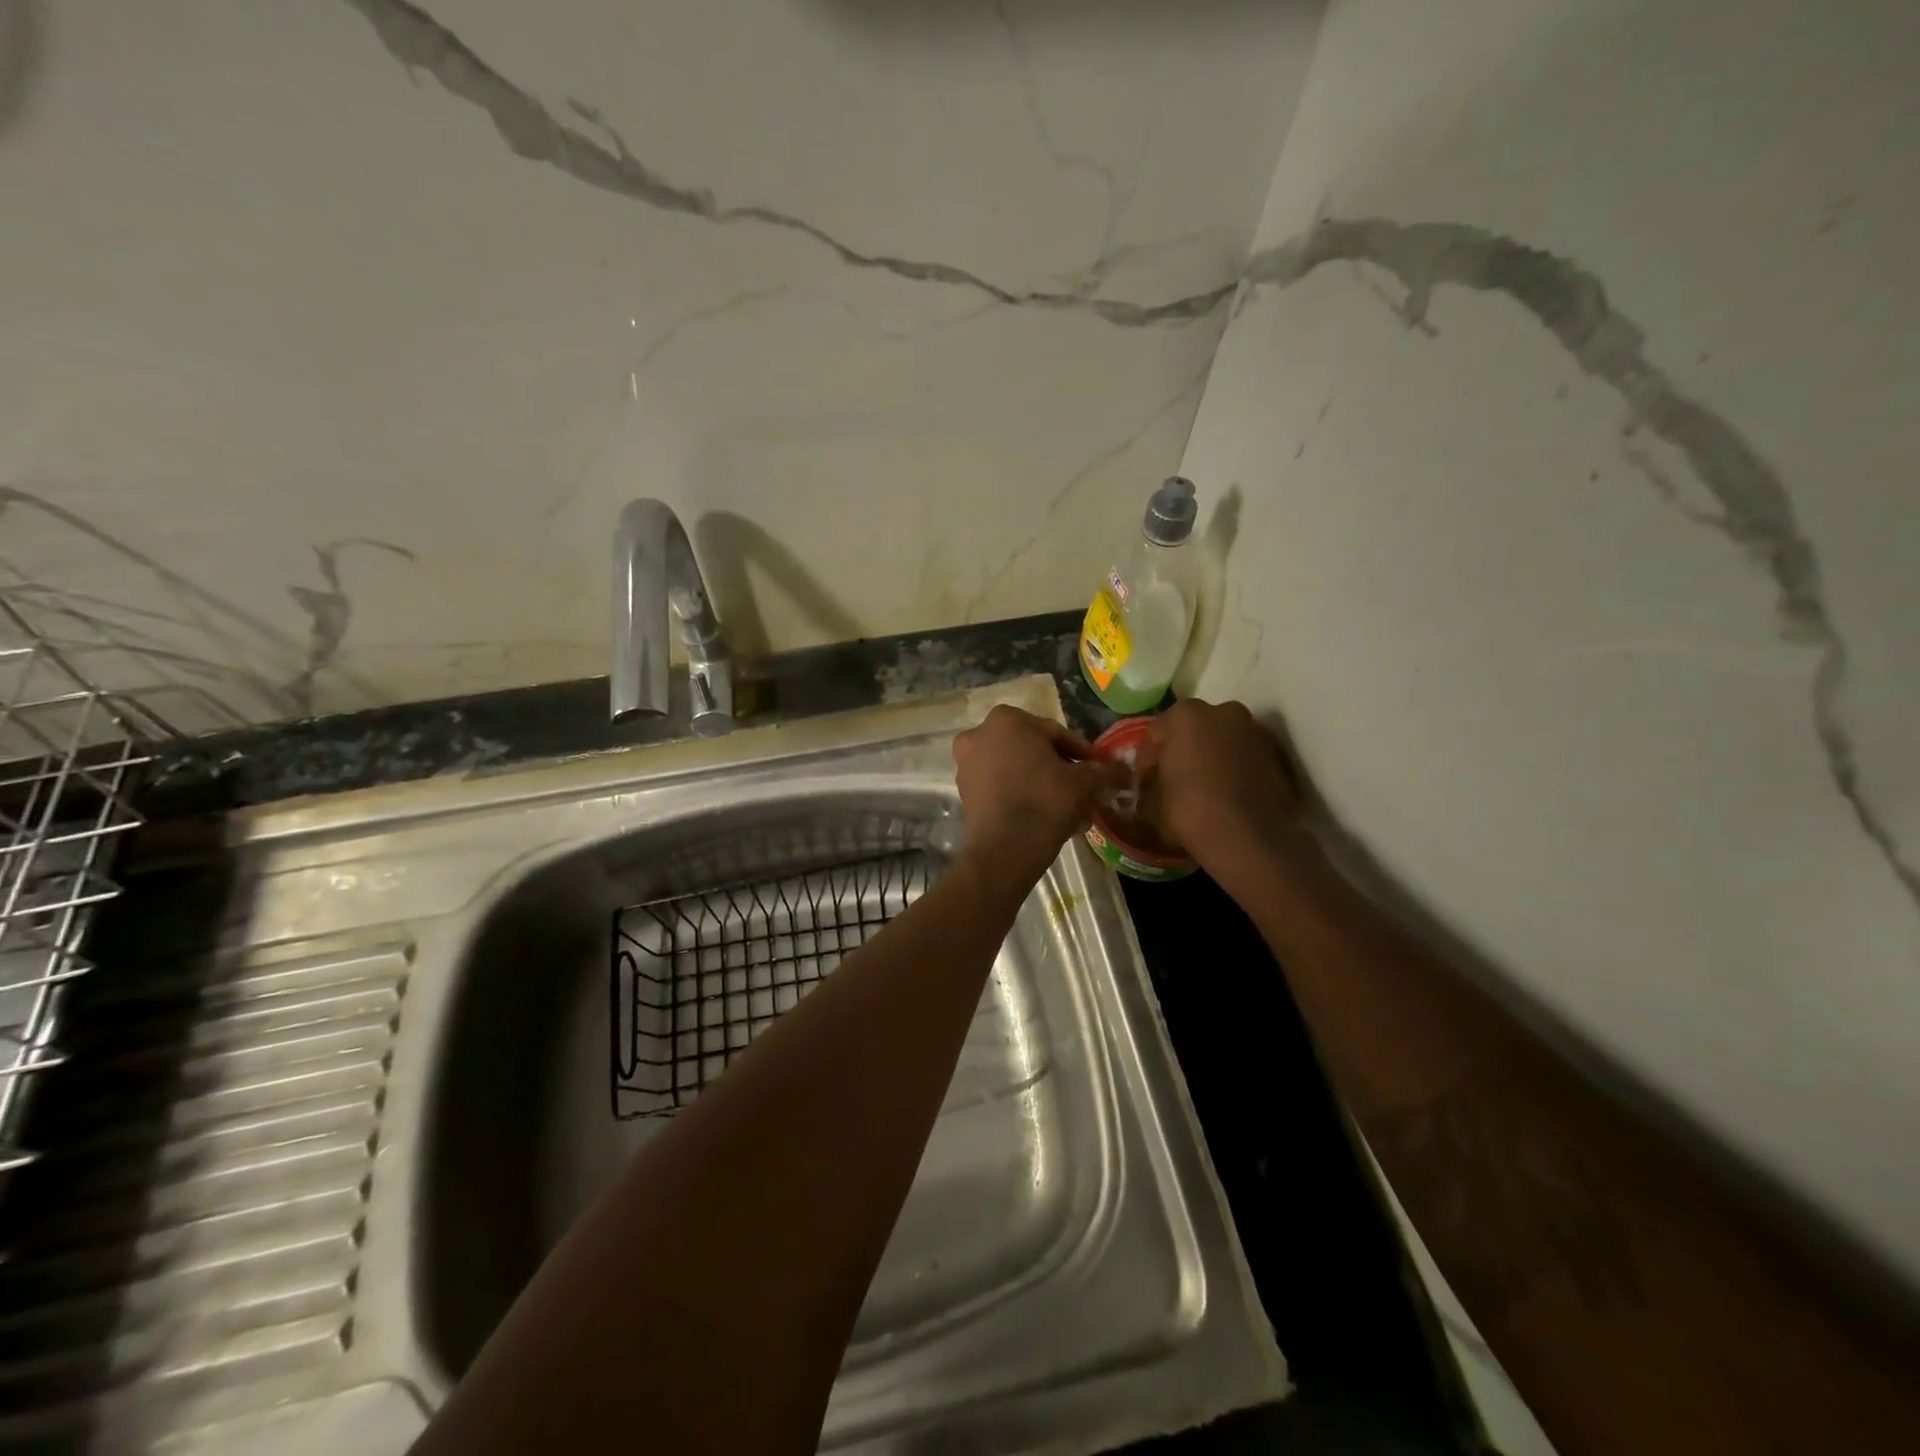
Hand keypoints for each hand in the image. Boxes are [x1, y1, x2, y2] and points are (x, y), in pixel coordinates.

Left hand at [951, 706, 1104, 890]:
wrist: (1005, 848)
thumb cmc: (1045, 801)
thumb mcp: (1083, 782)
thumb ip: (1099, 770)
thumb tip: (1114, 769)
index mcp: (1007, 719)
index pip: (1054, 732)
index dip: (1080, 751)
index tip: (1096, 767)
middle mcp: (980, 734)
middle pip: (1032, 749)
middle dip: (1058, 768)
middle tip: (1083, 788)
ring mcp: (967, 763)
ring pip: (1016, 769)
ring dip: (1042, 783)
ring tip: (1069, 807)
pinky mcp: (963, 790)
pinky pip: (1001, 786)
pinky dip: (1022, 794)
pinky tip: (1046, 815)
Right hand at [1146, 699, 1303, 868]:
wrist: (1247, 837)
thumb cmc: (1189, 810)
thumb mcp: (1152, 799)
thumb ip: (1152, 781)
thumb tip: (1154, 783)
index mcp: (1185, 715)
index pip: (1156, 732)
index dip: (1148, 760)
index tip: (1145, 782)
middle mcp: (1223, 711)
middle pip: (1194, 729)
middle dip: (1184, 750)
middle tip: (1175, 779)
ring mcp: (1255, 731)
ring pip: (1223, 741)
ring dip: (1212, 757)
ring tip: (1204, 788)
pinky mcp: (1277, 755)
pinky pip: (1245, 758)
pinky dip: (1235, 769)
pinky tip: (1227, 794)